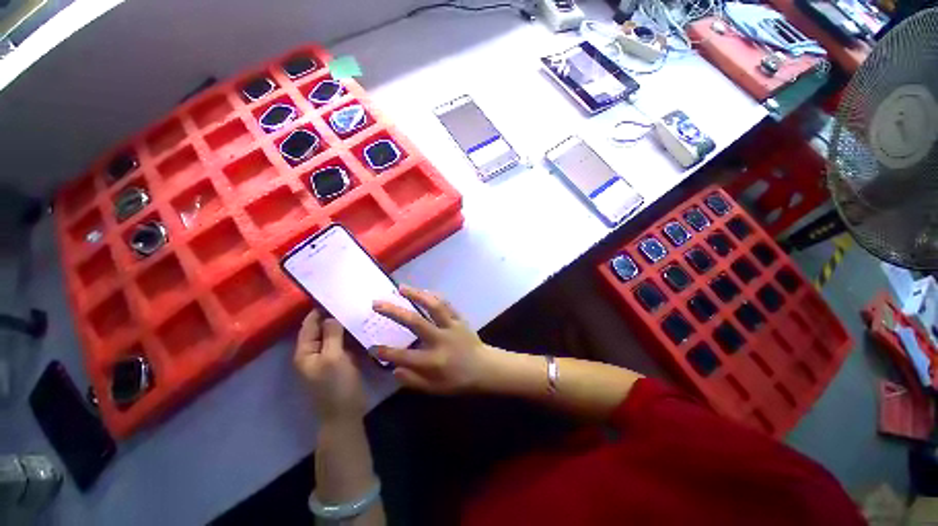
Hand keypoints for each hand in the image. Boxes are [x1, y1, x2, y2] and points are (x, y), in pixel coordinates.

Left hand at [293, 310, 366, 422]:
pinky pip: (345, 344)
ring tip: (360, 310)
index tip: (336, 295)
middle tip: (353, 301)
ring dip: (345, 325)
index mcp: (306, 351)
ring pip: (336, 335)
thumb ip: (331, 335)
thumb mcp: (333, 358)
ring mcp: (329, 357)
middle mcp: (314, 352)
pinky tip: (364, 327)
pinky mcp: (341, 362)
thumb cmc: (336, 385)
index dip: (320, 309)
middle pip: (322, 329)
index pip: (310, 324)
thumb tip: (331, 316)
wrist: (345, 414)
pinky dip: (352, 336)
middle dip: (335, 316)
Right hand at [372, 286, 501, 393]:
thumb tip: (393, 369)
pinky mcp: (460, 319)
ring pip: (433, 307)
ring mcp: (452, 326)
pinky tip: (424, 291)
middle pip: (415, 322)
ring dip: (417, 295)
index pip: (404, 356)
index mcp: (434, 361)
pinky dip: (435, 297)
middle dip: (394, 312)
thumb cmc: (458, 381)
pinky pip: (447, 305)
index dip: (386, 352)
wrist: (485, 368)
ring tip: (401, 288)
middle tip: (377, 303)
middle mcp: (441, 340)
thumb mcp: (435, 389)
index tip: (371, 346)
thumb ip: (413, 380)